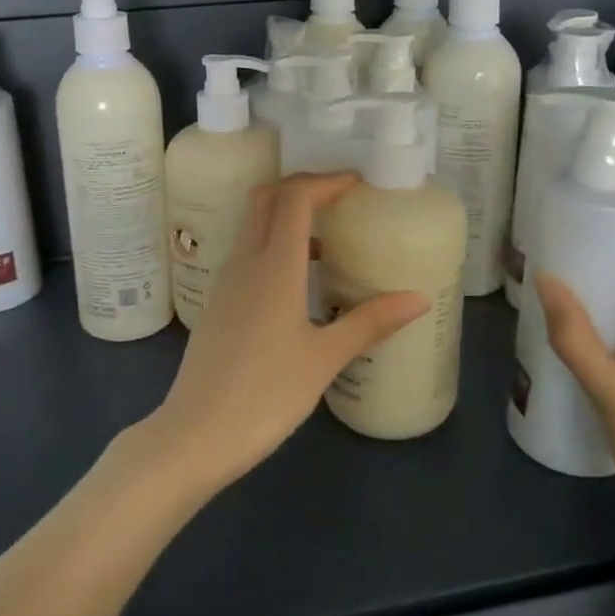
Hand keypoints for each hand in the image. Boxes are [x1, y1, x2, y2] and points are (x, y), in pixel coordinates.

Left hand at [148, 173, 428, 492]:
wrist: (195, 434)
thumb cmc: (265, 395)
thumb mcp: (324, 359)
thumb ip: (370, 322)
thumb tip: (418, 298)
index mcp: (273, 267)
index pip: (294, 197)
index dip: (325, 181)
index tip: (357, 183)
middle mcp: (245, 262)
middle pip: (266, 199)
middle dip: (302, 187)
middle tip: (341, 198)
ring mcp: (226, 282)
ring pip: (254, 225)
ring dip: (287, 216)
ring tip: (328, 236)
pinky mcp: (219, 303)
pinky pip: (248, 253)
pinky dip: (275, 245)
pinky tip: (300, 280)